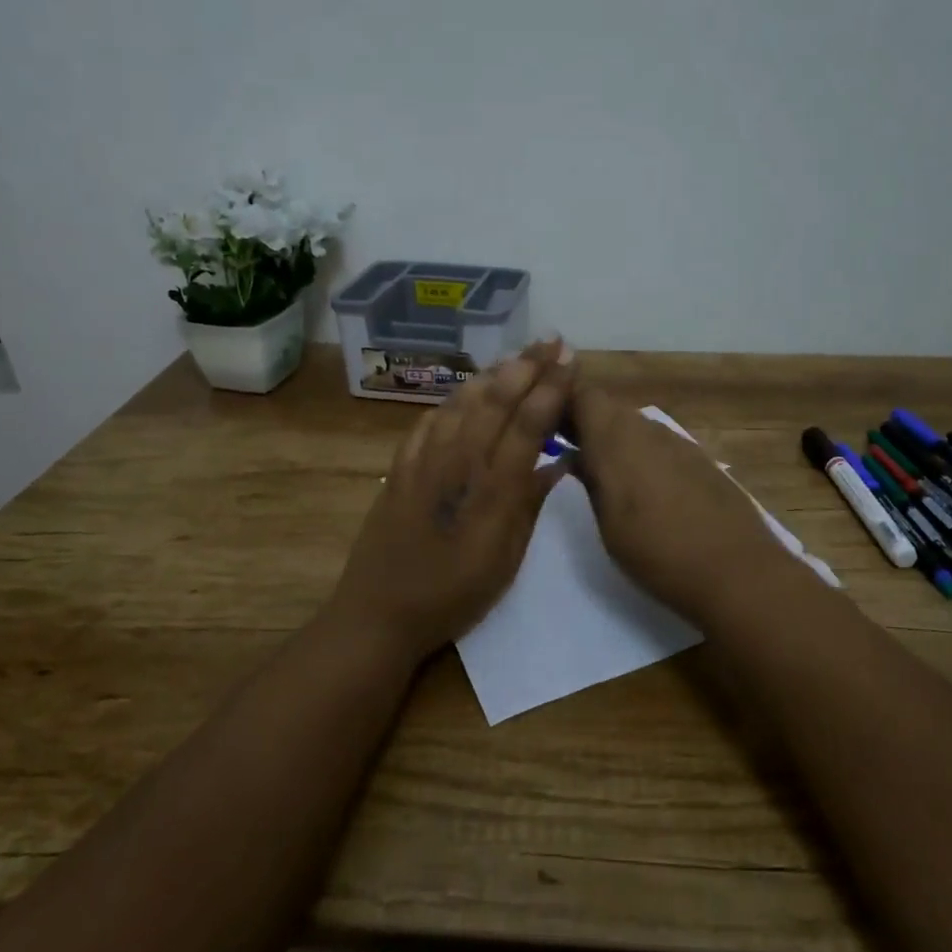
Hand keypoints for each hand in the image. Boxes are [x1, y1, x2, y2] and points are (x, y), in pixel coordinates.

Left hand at [328, 340, 575, 661]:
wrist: (381, 611)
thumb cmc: (455, 594)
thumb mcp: (507, 558)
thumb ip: (530, 504)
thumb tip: (559, 461)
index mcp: (493, 488)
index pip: (528, 423)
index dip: (551, 387)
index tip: (570, 359)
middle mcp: (459, 462)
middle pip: (496, 400)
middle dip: (527, 365)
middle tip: (550, 340)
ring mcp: (425, 460)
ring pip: (462, 402)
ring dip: (492, 374)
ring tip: (515, 357)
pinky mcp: (400, 467)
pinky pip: (430, 421)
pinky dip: (453, 400)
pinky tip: (465, 394)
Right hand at [569, 380, 798, 626]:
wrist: (736, 570)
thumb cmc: (657, 552)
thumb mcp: (607, 523)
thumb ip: (589, 480)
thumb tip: (576, 456)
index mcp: (617, 439)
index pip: (582, 395)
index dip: (562, 404)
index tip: (546, 427)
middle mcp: (649, 429)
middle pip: (609, 408)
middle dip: (586, 424)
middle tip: (569, 453)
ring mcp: (680, 443)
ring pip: (637, 426)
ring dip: (616, 440)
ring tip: (605, 475)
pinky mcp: (702, 460)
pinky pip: (662, 445)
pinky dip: (645, 456)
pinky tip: (647, 490)